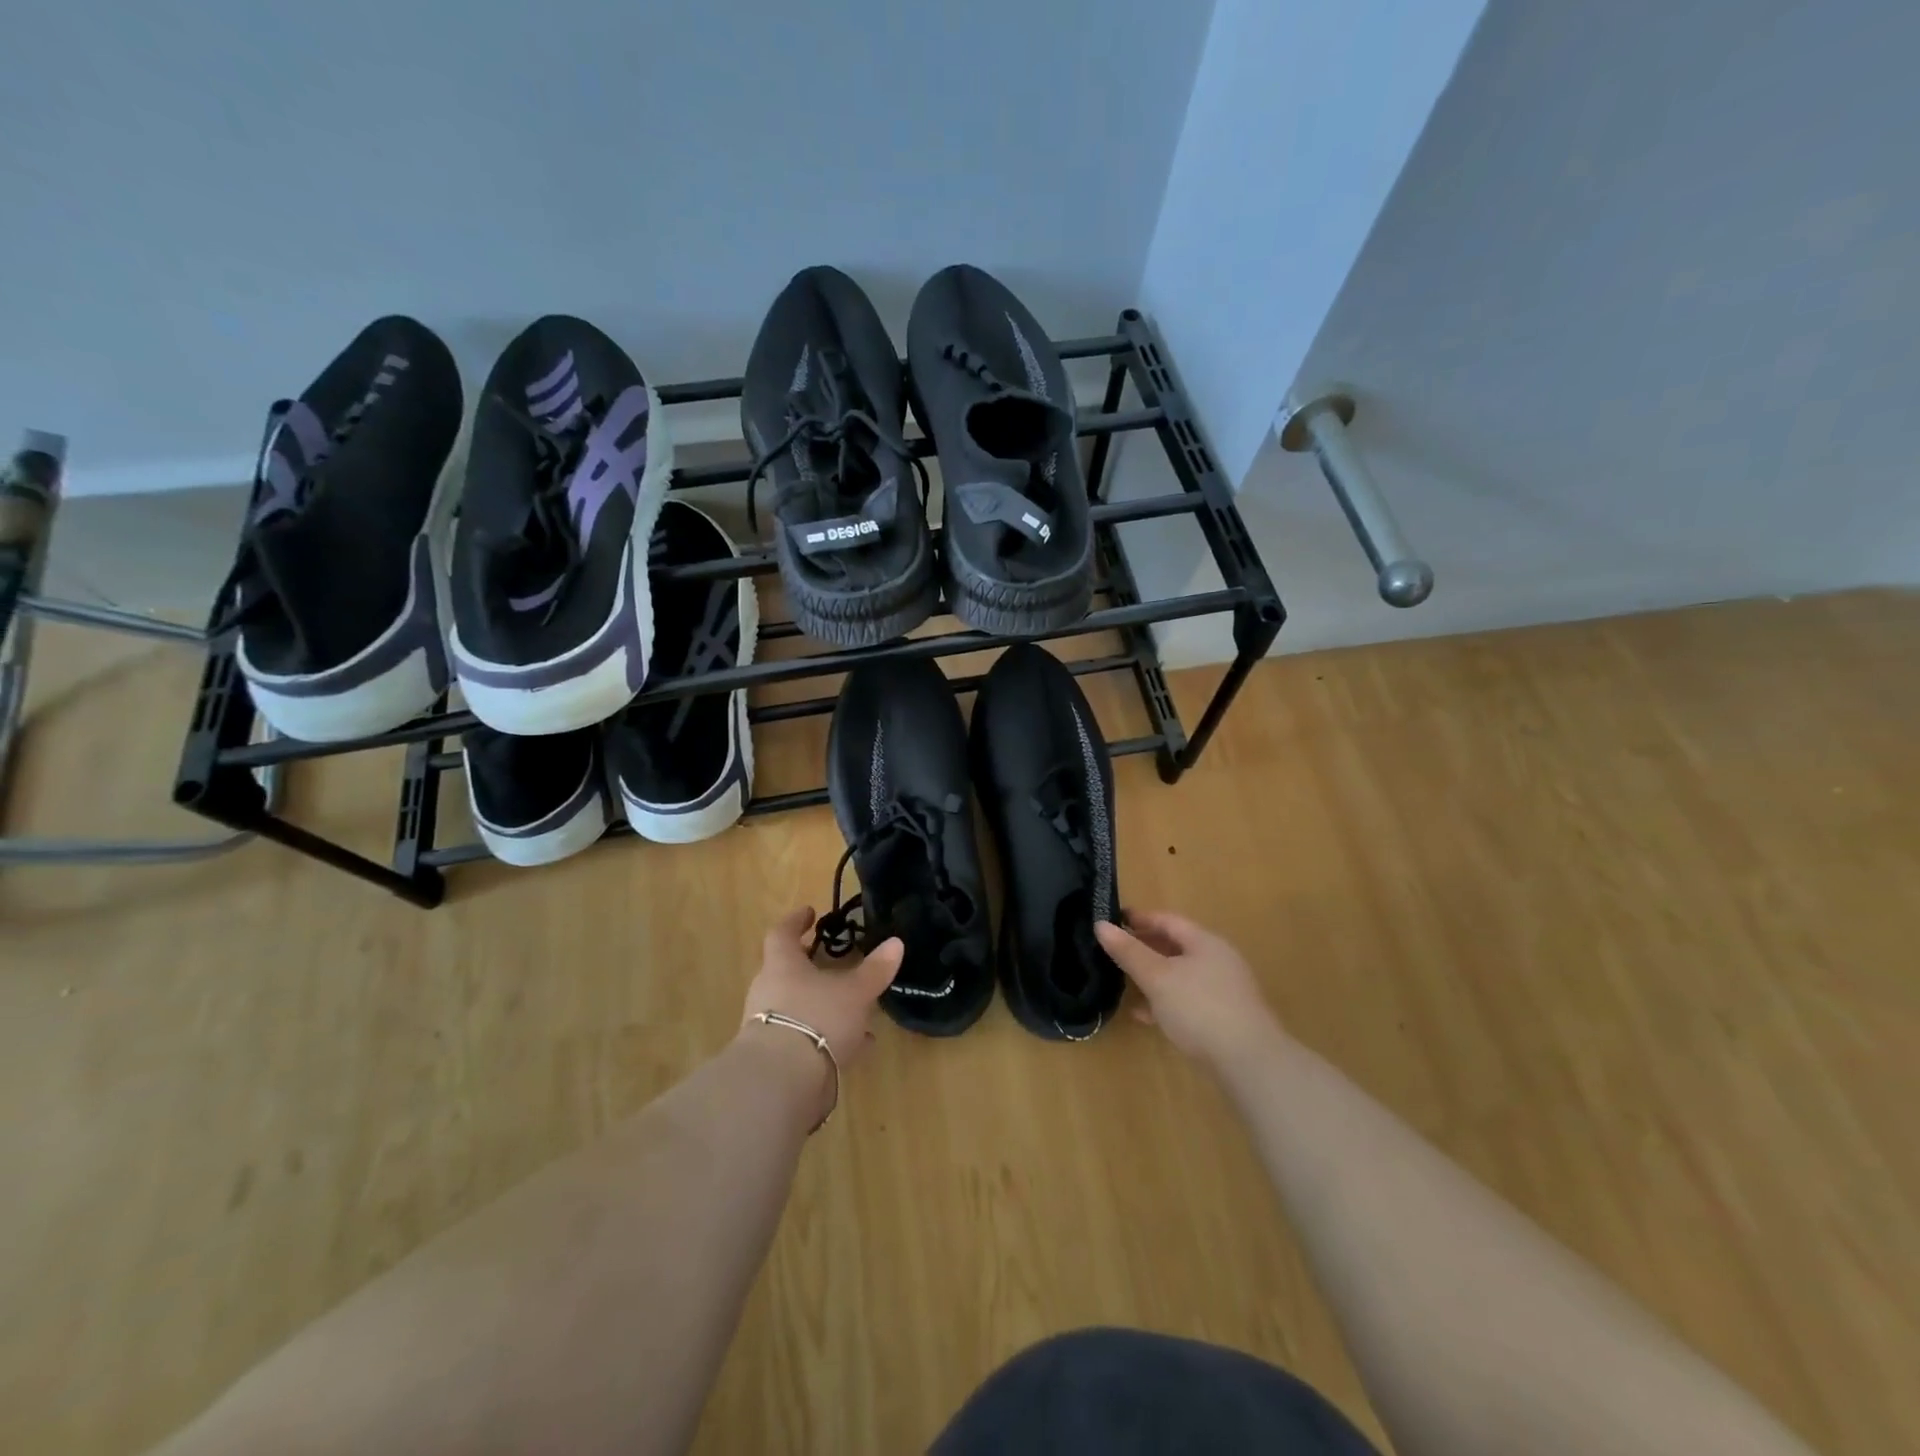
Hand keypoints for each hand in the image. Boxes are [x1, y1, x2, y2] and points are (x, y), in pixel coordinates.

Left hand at [740, 907, 901, 1068]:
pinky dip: (830, 1036)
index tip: (810, 912)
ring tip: (856, 1008)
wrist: (782, 1082)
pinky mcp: (778, 1059)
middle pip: (787, 972)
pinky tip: (858, 1045)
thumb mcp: (855, 992)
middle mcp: (769, 992)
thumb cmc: (817, 1018)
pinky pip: (806, 1038)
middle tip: (834, 962)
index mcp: (782, 966)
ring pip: (799, 1007)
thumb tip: (895, 942)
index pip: (781, 934)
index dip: (796, 921)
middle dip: (811, 967)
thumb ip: (875, 969)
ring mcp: (770, 1027)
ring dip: (824, 1005)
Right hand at [1095, 912, 1281, 1071]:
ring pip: (1180, 975)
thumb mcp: (1158, 977)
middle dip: (1145, 948)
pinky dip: (1165, 1002)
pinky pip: (1187, 1001)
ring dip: (1153, 977)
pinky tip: (1145, 1016)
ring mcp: (1223, 991)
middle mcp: (1218, 961)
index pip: (1168, 920)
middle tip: (1115, 951)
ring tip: (1124, 982)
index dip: (1140, 918)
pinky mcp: (1224, 1019)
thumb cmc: (1200, 1008)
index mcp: (1205, 942)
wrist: (1249, 1063)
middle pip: (1175, 946)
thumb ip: (1129, 952)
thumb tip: (1101, 925)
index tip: (1113, 921)